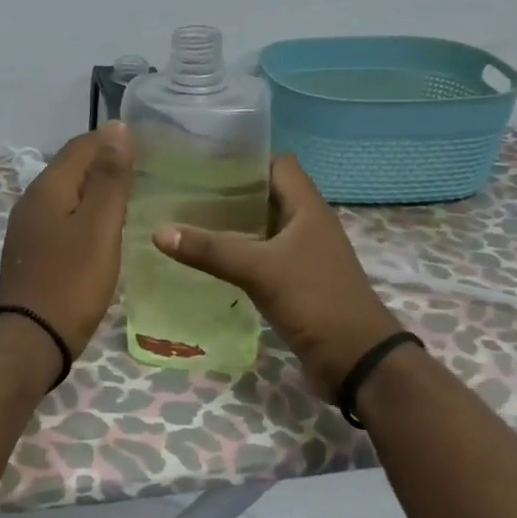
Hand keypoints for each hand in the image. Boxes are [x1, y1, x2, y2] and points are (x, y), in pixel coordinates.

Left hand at [0, 122, 134, 358]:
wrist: (31, 339)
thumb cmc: (71, 281)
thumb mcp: (100, 226)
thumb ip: (110, 177)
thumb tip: (117, 126)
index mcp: (49, 187)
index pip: (82, 145)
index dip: (112, 139)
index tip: (147, 145)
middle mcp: (33, 200)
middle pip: (72, 167)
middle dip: (105, 163)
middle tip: (145, 170)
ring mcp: (29, 228)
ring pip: (67, 194)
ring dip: (95, 190)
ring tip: (130, 197)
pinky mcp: (32, 252)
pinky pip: (62, 218)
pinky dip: (84, 214)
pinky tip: (102, 230)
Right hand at [152, 154, 401, 397]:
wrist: (357, 360)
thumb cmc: (316, 300)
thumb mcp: (260, 270)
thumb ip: (211, 250)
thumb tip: (159, 231)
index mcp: (307, 208)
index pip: (277, 163)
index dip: (245, 157)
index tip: (203, 159)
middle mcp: (306, 224)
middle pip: (265, 194)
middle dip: (228, 190)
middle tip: (183, 188)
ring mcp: (302, 254)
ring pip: (261, 227)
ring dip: (231, 223)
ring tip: (186, 219)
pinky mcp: (294, 281)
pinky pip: (261, 256)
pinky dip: (236, 253)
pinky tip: (206, 259)